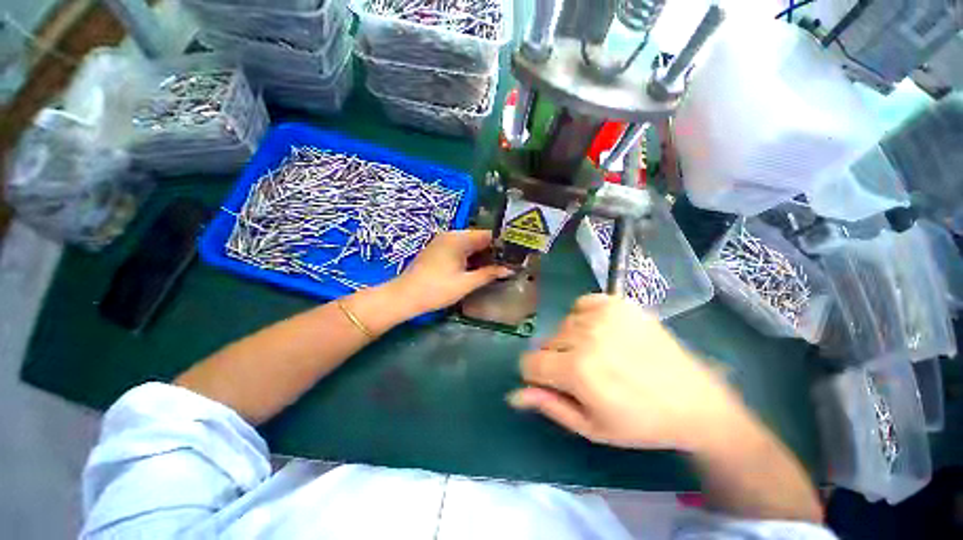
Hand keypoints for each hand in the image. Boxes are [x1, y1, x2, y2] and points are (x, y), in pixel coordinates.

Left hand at [391, 230, 512, 316]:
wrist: (404, 296)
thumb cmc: (437, 289)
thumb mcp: (466, 283)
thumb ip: (489, 274)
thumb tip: (509, 269)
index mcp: (458, 239)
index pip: (487, 235)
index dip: (501, 244)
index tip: (513, 255)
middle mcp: (450, 235)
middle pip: (477, 238)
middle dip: (491, 250)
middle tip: (506, 263)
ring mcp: (441, 241)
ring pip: (468, 244)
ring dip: (480, 254)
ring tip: (494, 267)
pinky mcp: (436, 249)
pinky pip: (458, 248)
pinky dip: (469, 256)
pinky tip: (475, 268)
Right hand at [509, 294, 746, 451]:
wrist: (694, 401)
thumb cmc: (640, 423)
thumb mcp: (591, 427)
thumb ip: (549, 405)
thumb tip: (514, 395)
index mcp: (577, 370)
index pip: (529, 362)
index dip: (537, 376)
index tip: (556, 384)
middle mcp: (585, 336)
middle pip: (546, 343)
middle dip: (557, 360)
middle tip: (586, 375)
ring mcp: (603, 315)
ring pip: (563, 325)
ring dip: (572, 340)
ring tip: (600, 354)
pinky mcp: (617, 303)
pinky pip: (581, 304)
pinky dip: (584, 317)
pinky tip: (602, 332)